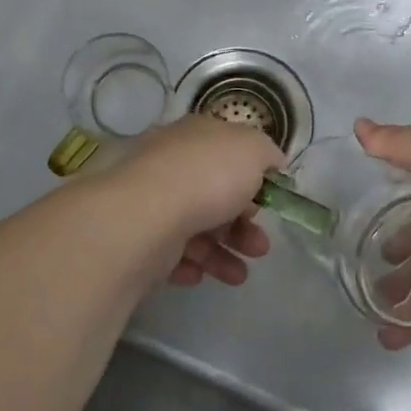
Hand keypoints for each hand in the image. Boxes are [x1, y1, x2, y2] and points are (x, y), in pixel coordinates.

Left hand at [92, 115, 283, 288]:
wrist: (148, 215)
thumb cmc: (209, 176)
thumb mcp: (253, 149)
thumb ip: (266, 154)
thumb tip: (271, 163)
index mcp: (196, 136)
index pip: (227, 153)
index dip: (252, 178)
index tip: (269, 203)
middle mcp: (171, 163)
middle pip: (214, 195)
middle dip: (243, 225)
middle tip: (260, 248)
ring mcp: (152, 200)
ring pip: (195, 227)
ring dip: (223, 252)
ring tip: (240, 275)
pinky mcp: (139, 236)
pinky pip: (170, 252)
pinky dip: (190, 264)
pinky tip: (201, 275)